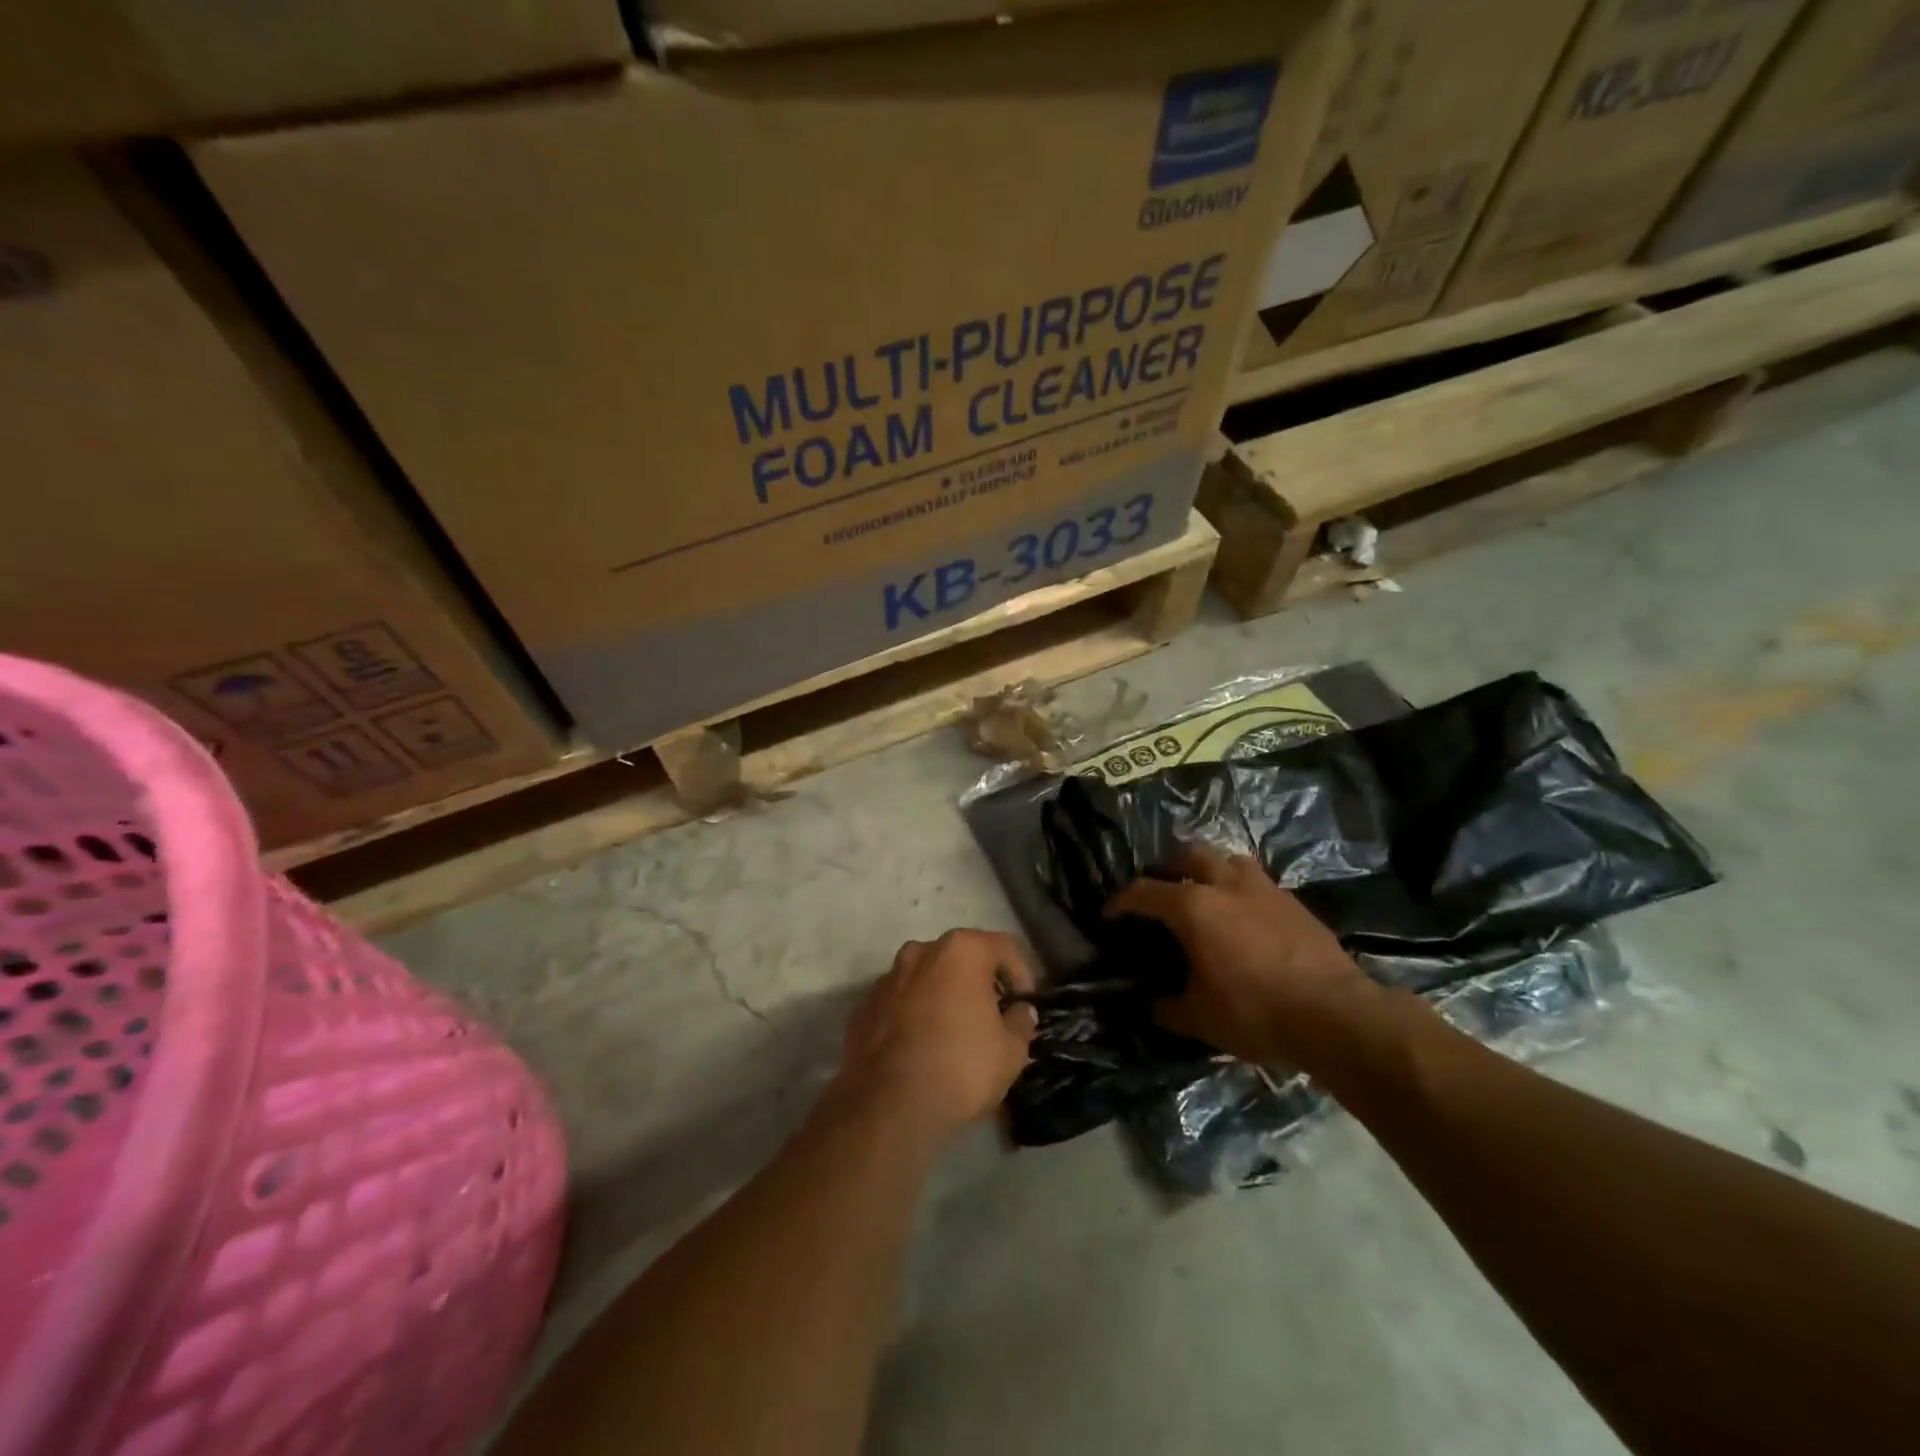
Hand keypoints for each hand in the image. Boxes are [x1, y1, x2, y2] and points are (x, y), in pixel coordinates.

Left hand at [838, 930, 1039, 1144]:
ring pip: (927, 978)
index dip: (1022, 974)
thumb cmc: (961, 1066)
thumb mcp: (1011, 1051)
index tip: (1025, 1005)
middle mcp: (921, 952)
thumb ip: (1021, 1022)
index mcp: (961, 951)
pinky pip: (901, 1002)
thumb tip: (1020, 1012)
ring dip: (944, 995)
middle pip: (961, 957)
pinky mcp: (865, 1007)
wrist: (888, 1104)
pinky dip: (914, 1015)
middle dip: (980, 981)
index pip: (1004, 947)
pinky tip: (922, 1047)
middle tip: (993, 1015)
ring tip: (955, 1032)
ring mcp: (888, 977)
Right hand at [1106, 844, 1374, 1068]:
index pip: (1143, 892)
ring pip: (1228, 860)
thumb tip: (1152, 1005)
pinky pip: (1258, 882)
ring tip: (1206, 893)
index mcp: (1192, 908)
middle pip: (1187, 855)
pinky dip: (1242, 891)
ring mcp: (1263, 889)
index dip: (1121, 901)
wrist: (1335, 1014)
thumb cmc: (1256, 1012)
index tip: (1110, 914)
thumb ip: (1169, 1008)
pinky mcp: (1293, 901)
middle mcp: (1225, 885)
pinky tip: (1245, 917)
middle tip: (1161, 889)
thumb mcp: (1200, 1019)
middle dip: (1167, 868)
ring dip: (1210, 870)